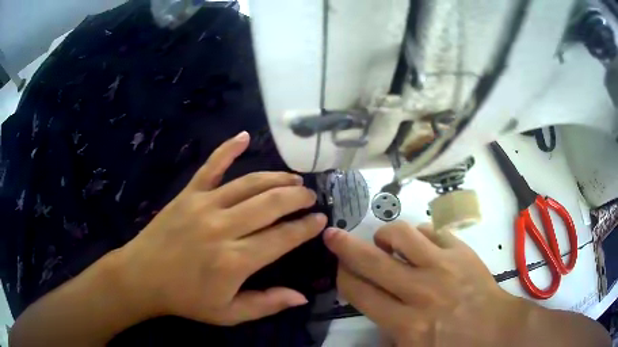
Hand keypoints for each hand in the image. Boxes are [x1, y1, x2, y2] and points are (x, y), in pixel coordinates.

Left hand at [113, 131, 326, 325]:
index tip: (321, 220)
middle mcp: (223, 227)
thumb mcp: (228, 313)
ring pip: (249, 183)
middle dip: (297, 197)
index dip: (306, 227)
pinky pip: (211, 166)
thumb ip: (266, 304)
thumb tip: (301, 296)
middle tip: (311, 196)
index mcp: (235, 260)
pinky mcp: (188, 194)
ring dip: (276, 178)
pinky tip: (244, 136)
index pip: (282, 237)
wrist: (142, 277)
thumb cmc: (185, 299)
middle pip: (271, 203)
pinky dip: (228, 149)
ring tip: (294, 178)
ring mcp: (204, 205)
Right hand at [324, 222, 530, 345]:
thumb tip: (374, 312)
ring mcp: (444, 266)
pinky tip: (417, 243)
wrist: (497, 329)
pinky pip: (431, 231)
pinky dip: (417, 234)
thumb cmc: (455, 346)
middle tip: (332, 235)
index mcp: (407, 324)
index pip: (361, 294)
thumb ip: (388, 337)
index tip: (338, 269)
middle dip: (345, 247)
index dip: (344, 278)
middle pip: (373, 261)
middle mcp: (421, 291)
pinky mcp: (461, 252)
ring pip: (402, 235)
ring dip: (385, 235)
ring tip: (384, 242)